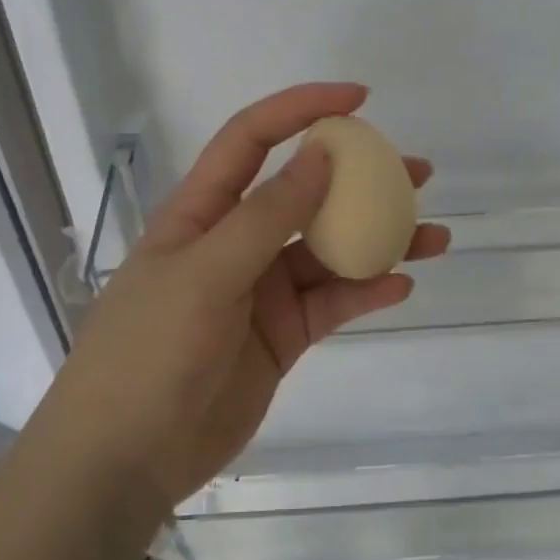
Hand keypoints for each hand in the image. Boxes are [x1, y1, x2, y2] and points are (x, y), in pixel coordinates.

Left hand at [46, 83, 449, 511]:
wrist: (126, 459)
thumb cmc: (150, 352)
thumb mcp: (205, 274)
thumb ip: (266, 216)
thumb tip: (321, 155)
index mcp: (202, 212)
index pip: (252, 139)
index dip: (301, 109)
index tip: (359, 100)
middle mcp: (234, 242)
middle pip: (303, 193)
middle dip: (358, 176)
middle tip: (417, 171)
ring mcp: (260, 291)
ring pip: (328, 251)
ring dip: (377, 239)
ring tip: (433, 233)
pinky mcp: (281, 335)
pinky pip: (331, 303)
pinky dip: (365, 292)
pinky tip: (402, 284)